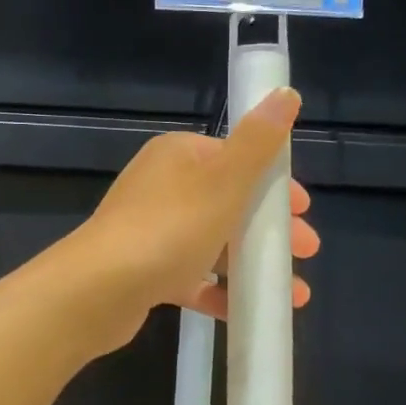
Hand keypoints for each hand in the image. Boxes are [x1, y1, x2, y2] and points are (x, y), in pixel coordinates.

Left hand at [68, 88, 317, 349]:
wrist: (100, 288)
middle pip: (228, 202)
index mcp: (178, 156)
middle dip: (270, 228)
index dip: (273, 183)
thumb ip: (258, 142)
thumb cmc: (170, 227)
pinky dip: (220, 291)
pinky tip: (247, 311)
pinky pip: (191, 278)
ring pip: (212, 243)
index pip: (236, 159)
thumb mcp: (224, 180)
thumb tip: (286, 92)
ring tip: (293, 292)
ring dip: (252, 264)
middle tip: (306, 251)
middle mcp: (161, 187)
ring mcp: (150, 231)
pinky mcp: (144, 271)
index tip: (303, 210)